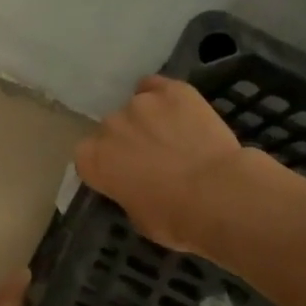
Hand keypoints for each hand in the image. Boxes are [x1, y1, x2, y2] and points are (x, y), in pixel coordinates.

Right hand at [75, 76, 245, 253]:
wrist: (218, 194)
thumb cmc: (174, 218)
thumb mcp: (138, 218)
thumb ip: (126, 194)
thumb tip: (134, 187)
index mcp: (92, 160)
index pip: (87, 157)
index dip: (106, 166)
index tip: (121, 176)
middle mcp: (109, 125)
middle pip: (110, 129)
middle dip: (126, 142)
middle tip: (152, 159)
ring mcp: (140, 103)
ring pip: (136, 106)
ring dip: (147, 120)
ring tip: (172, 136)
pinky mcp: (172, 90)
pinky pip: (157, 86)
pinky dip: (163, 97)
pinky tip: (178, 111)